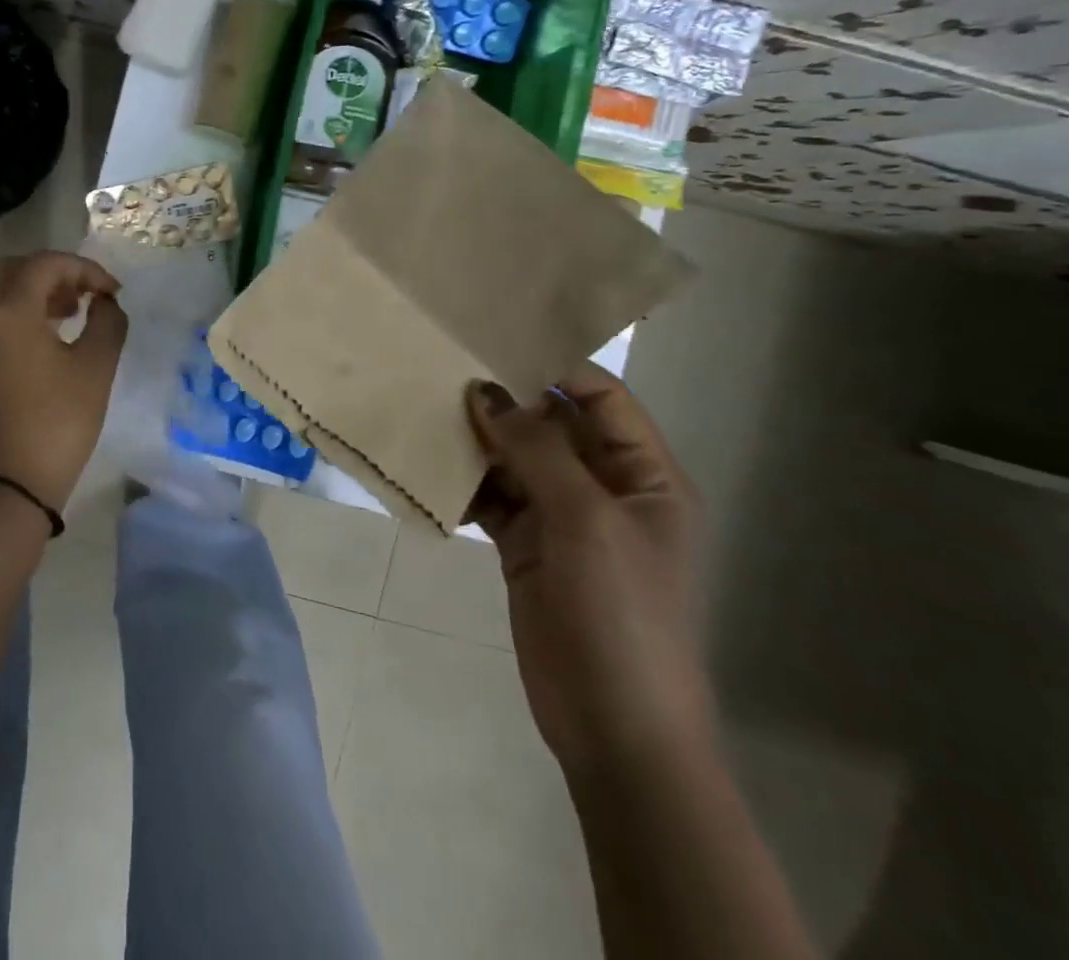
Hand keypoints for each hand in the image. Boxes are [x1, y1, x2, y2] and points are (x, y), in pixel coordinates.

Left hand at [0, 251, 127, 510]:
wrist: (11, 486)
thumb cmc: (58, 422)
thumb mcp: (95, 368)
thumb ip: (108, 322)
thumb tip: (105, 303)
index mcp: (9, 312)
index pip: (44, 264)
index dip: (84, 268)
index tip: (113, 292)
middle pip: (13, 270)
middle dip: (53, 272)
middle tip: (85, 293)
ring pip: (2, 295)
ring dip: (38, 292)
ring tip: (76, 313)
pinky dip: (25, 314)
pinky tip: (55, 338)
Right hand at [465, 366, 710, 778]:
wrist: (612, 724)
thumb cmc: (619, 612)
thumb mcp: (584, 520)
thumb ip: (535, 448)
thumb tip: (484, 389)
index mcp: (643, 476)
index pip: (601, 398)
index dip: (553, 368)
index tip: (492, 345)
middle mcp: (603, 488)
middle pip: (551, 425)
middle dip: (503, 401)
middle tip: (442, 370)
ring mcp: (562, 519)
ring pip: (515, 459)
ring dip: (477, 440)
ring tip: (424, 408)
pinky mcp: (525, 546)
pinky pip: (492, 497)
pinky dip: (464, 483)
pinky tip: (427, 466)